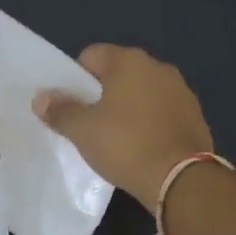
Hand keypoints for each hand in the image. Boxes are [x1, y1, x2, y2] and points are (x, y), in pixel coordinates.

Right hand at [33, 45, 214, 214]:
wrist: (182, 179)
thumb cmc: (126, 145)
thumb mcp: (82, 130)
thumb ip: (59, 110)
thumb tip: (41, 98)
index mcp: (129, 61)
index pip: (91, 55)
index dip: (75, 78)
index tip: (70, 105)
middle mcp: (158, 67)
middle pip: (118, 73)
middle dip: (101, 93)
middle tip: (88, 123)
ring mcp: (181, 90)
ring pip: (141, 92)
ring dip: (127, 108)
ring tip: (114, 137)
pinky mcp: (195, 115)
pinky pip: (161, 111)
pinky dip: (148, 122)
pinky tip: (140, 146)